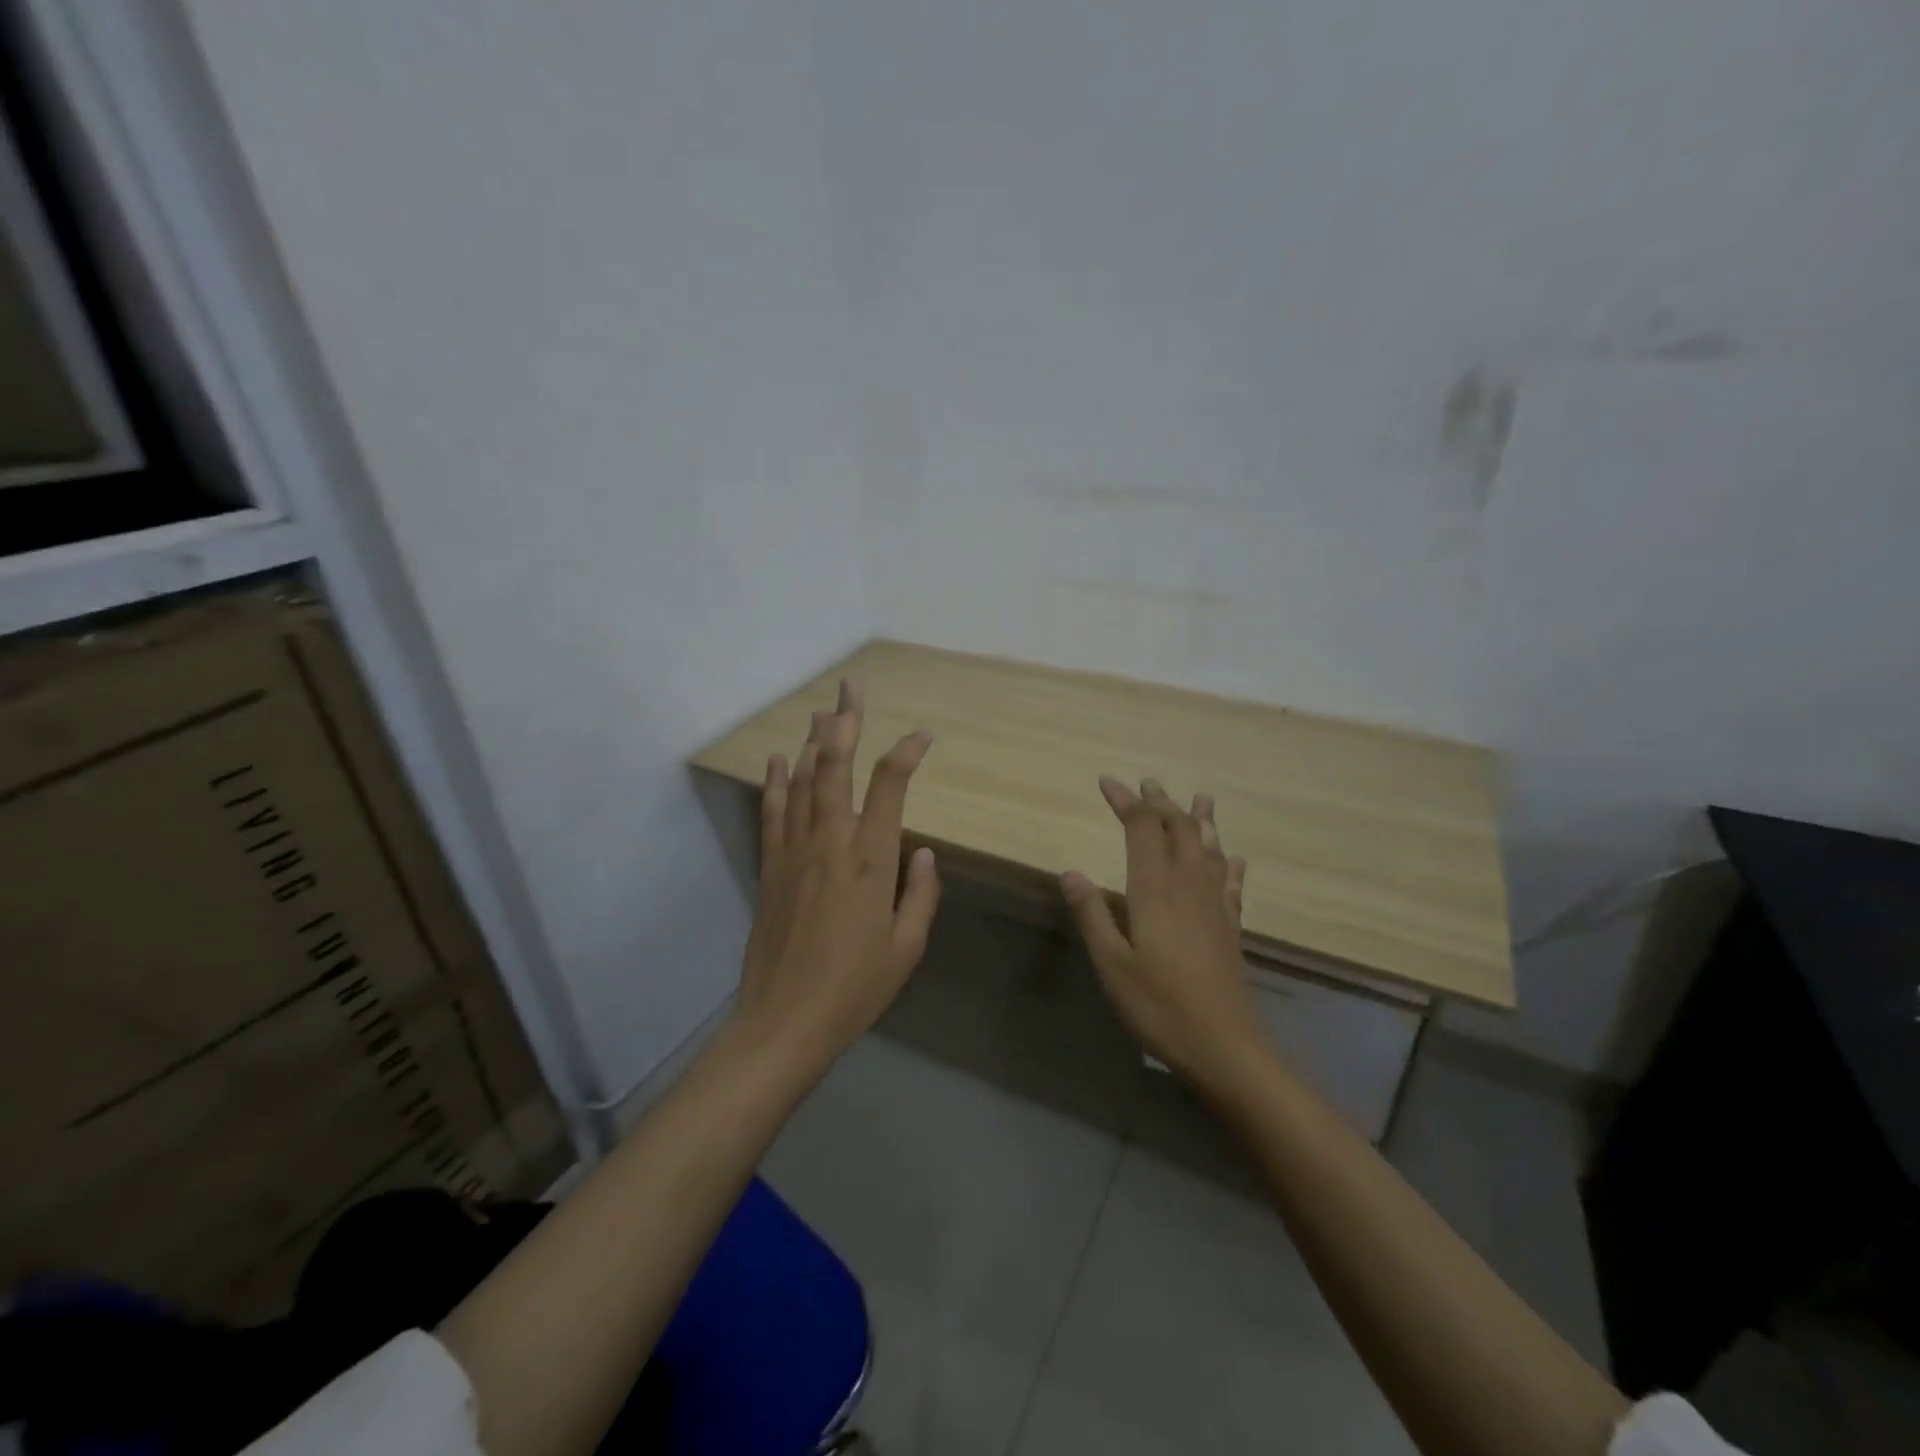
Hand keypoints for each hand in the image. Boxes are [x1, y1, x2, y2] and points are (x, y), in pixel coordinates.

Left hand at [734, 679, 941, 1071]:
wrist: (784, 1021)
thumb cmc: (855, 988)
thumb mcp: (906, 947)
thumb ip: (920, 894)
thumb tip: (922, 852)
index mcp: (870, 859)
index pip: (891, 786)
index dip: (908, 752)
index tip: (923, 736)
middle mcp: (830, 842)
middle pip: (835, 767)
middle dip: (844, 722)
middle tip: (850, 686)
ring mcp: (794, 851)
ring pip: (802, 781)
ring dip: (812, 742)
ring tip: (821, 710)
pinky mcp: (770, 867)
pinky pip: (773, 812)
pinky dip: (775, 781)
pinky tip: (777, 759)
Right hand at [1061, 777, 1265, 1094]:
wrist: (1224, 1045)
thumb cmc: (1158, 1005)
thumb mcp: (1111, 963)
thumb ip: (1092, 914)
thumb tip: (1070, 871)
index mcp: (1155, 890)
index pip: (1141, 829)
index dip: (1126, 802)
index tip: (1108, 782)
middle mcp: (1188, 887)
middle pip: (1179, 830)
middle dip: (1161, 803)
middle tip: (1148, 783)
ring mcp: (1214, 906)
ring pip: (1210, 850)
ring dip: (1201, 821)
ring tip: (1201, 799)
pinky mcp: (1230, 927)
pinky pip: (1232, 884)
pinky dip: (1230, 864)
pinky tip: (1234, 859)